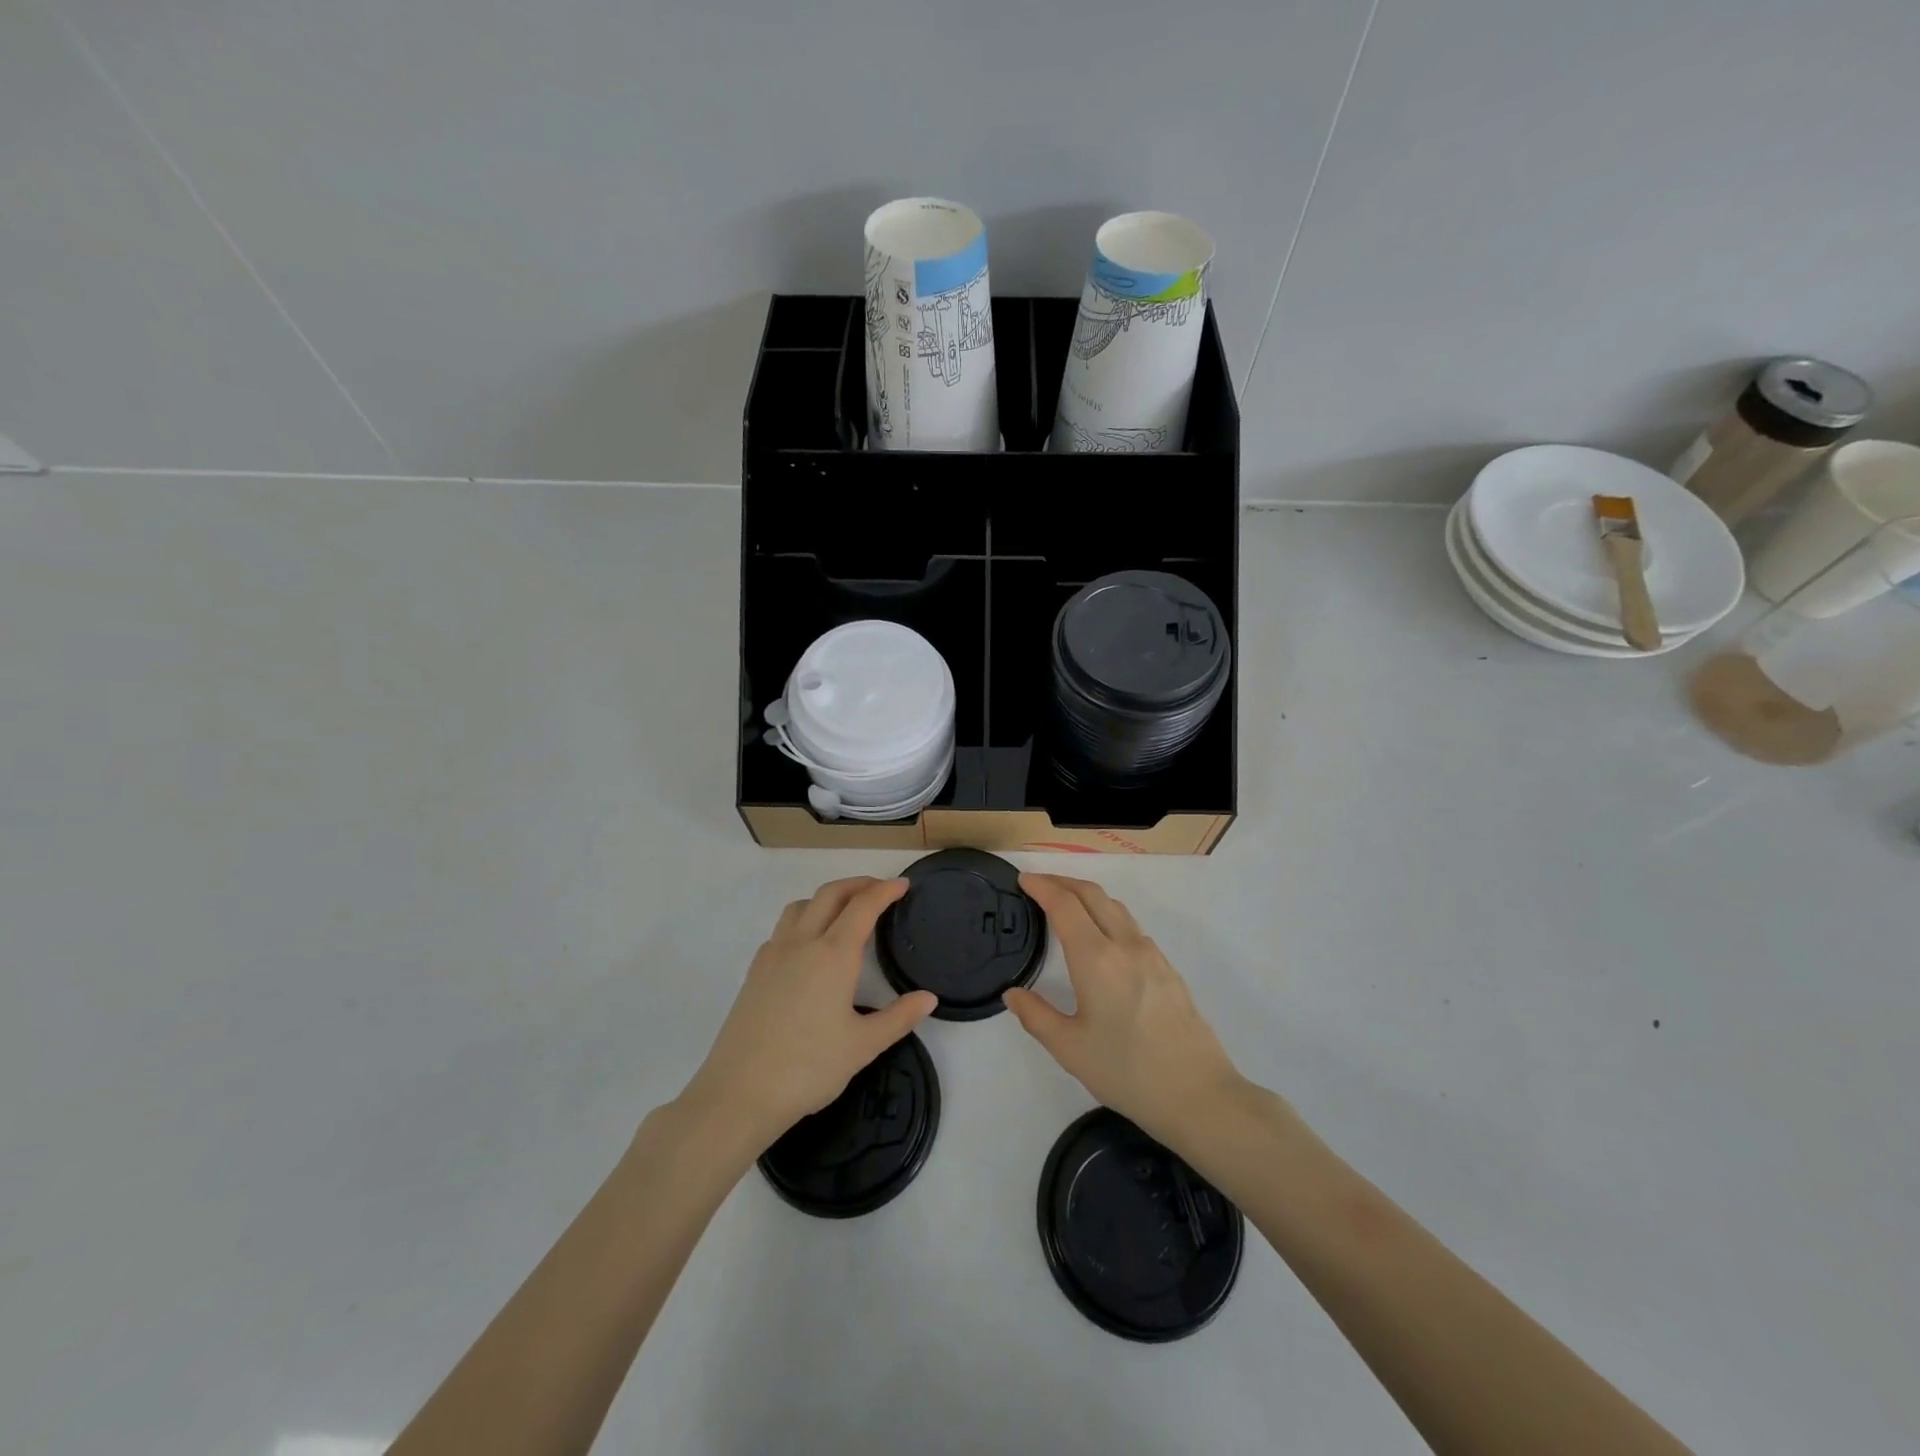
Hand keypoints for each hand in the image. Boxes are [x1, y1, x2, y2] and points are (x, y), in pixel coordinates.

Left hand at [680, 877, 936, 1151]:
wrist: (739, 1093)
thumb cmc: (808, 1068)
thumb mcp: (863, 1046)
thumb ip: (899, 1018)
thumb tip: (928, 998)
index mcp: (833, 955)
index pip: (863, 906)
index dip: (885, 890)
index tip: (903, 884)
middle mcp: (802, 943)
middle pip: (830, 894)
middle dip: (858, 884)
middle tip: (880, 889)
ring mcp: (773, 955)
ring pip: (801, 906)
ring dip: (827, 898)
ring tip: (845, 912)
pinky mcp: (754, 972)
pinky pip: (782, 929)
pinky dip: (803, 920)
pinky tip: (809, 947)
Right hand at [1004, 874, 1245, 1149]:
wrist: (1199, 1094)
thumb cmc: (1127, 1072)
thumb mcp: (1070, 1049)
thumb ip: (1036, 1016)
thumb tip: (1013, 994)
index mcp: (1096, 959)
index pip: (1065, 905)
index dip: (1042, 887)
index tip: (1023, 879)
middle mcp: (1125, 945)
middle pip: (1092, 894)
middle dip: (1063, 881)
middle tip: (1039, 884)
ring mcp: (1152, 955)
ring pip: (1115, 907)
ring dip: (1087, 896)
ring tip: (1066, 904)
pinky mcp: (1168, 969)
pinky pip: (1131, 927)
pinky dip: (1107, 915)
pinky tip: (1101, 938)